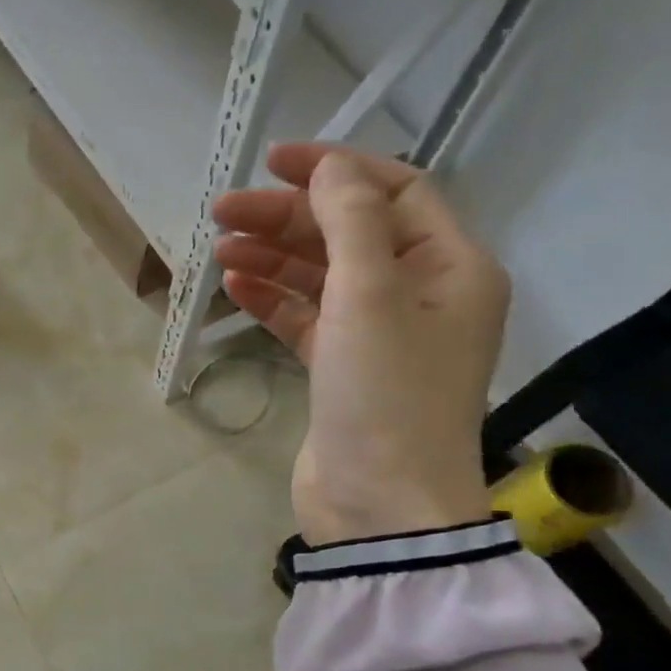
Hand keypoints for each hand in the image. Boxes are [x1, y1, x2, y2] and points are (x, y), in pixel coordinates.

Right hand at [213, 145, 508, 545]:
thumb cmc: (386, 396)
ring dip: (273, 257)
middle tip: (223, 213)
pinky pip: (308, 319)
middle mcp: (422, 295)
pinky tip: (235, 287)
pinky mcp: (343, 370)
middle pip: (349, 234)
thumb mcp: (371, 298)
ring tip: (220, 249)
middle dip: (287, 218)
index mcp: (451, 268)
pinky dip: (274, 300)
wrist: (381, 507)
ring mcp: (380, 336)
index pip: (395, 192)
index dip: (335, 170)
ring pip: (322, 277)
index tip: (273, 163)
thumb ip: (350, 223)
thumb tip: (329, 168)